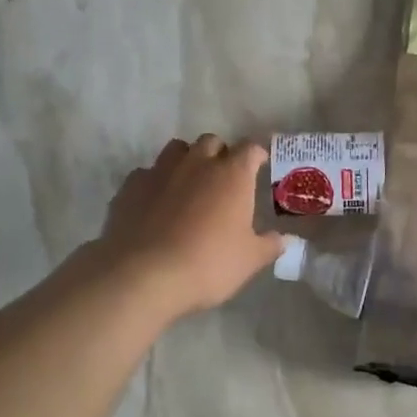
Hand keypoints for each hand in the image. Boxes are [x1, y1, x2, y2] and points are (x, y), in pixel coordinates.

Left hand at [94, 135, 283, 318]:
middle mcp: (197, 163)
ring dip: (187, 160)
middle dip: (220, 153)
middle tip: (223, 178)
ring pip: (177, 149)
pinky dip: (156, 182)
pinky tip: (157, 203)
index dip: (256, 155)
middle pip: (211, 141)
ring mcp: (160, 171)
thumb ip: (269, 245)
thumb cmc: (208, 264)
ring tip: (189, 184)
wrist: (143, 274)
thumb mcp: (249, 260)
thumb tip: (285, 240)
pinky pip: (148, 173)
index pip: (250, 149)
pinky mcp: (131, 186)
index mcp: (232, 175)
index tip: (260, 165)